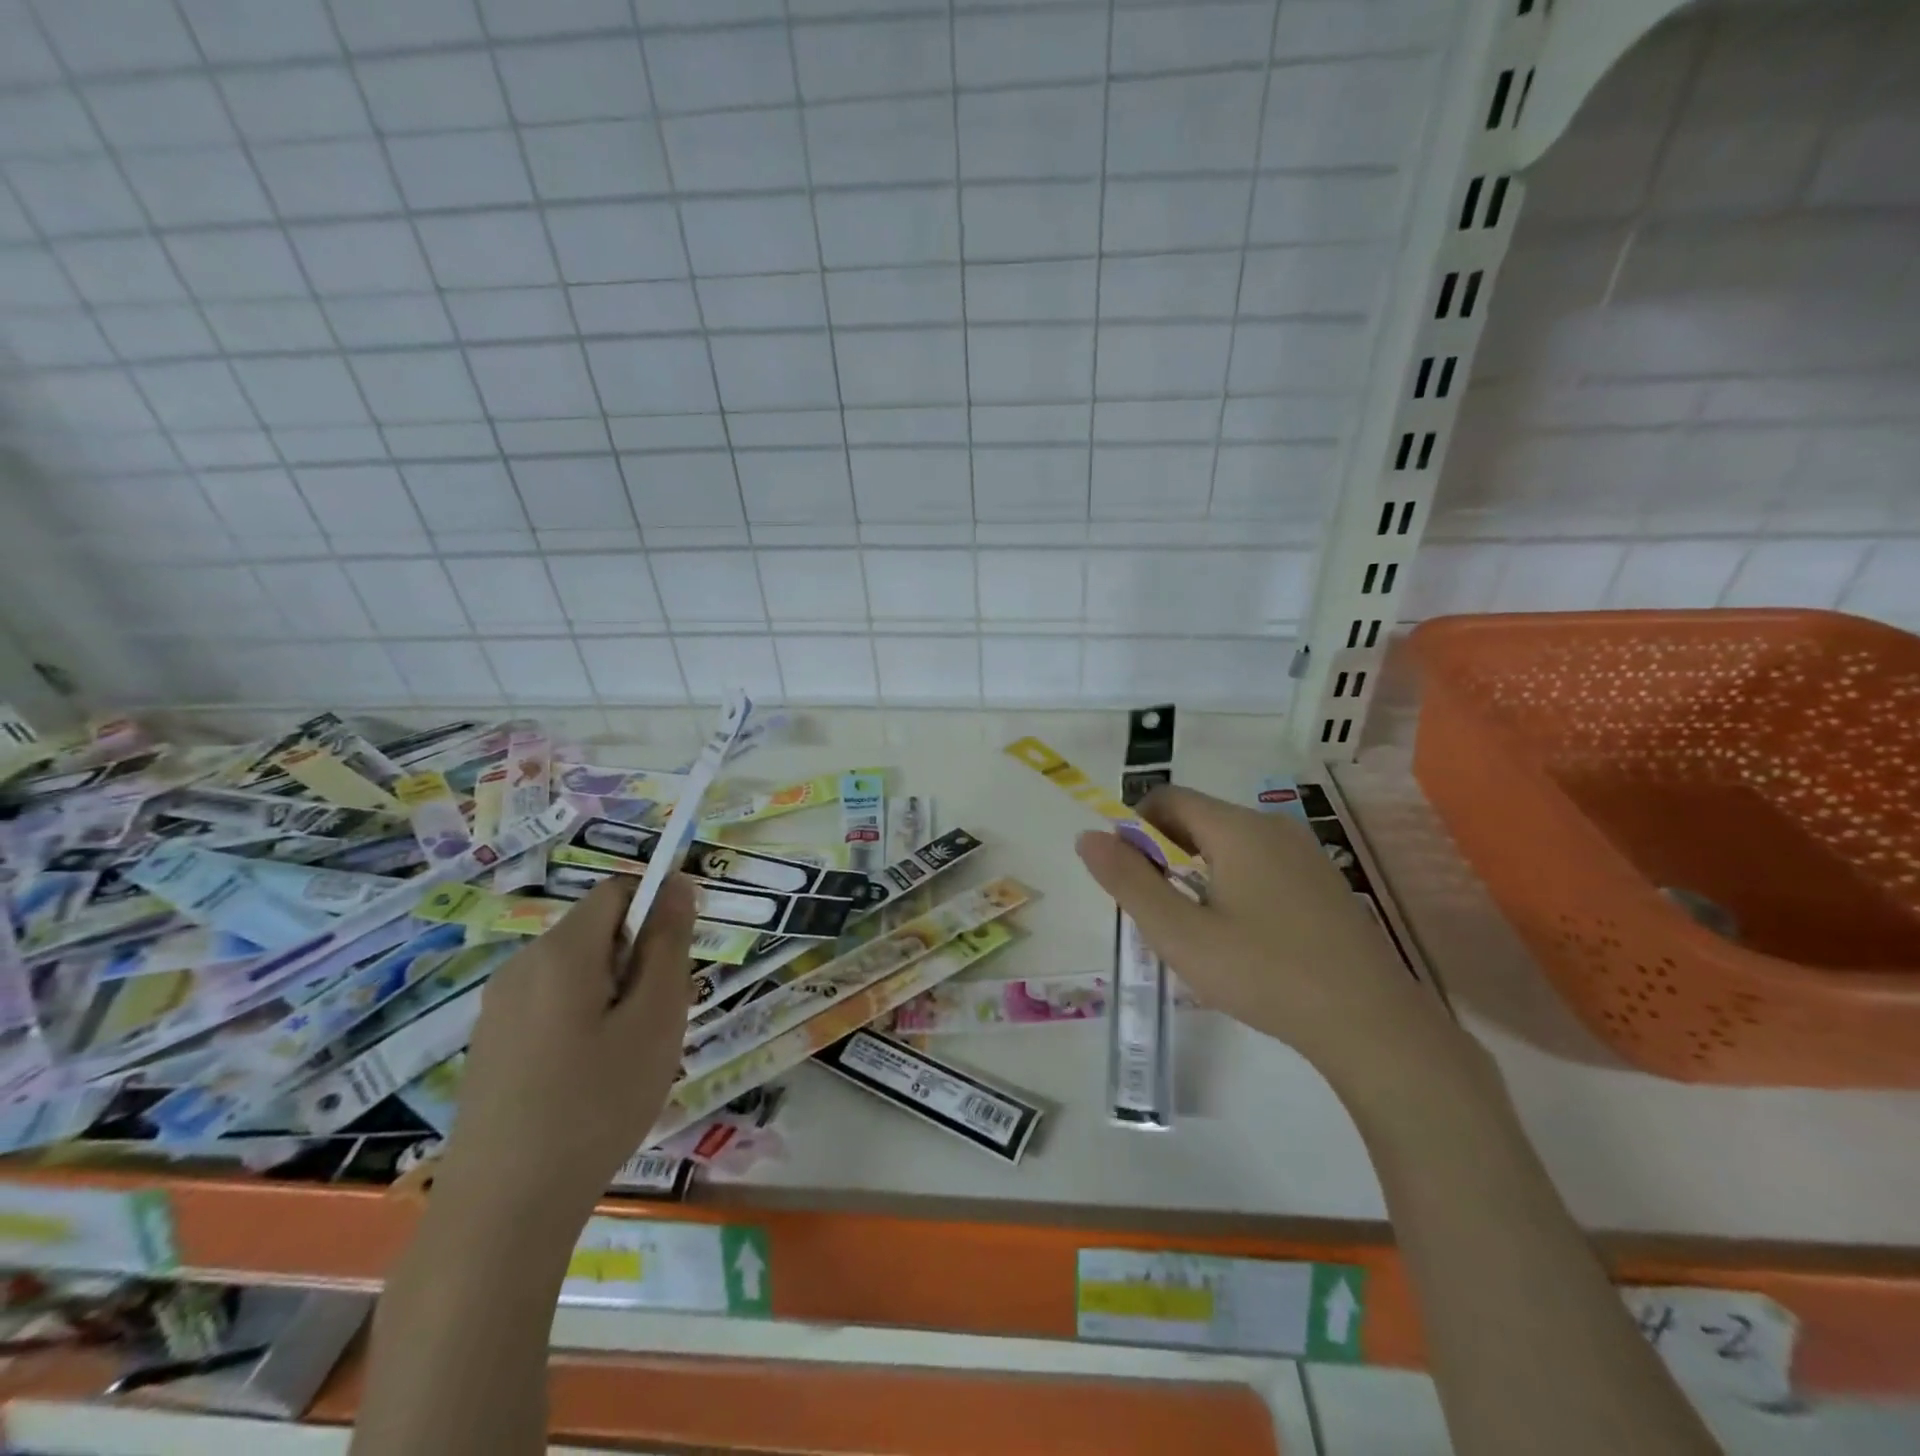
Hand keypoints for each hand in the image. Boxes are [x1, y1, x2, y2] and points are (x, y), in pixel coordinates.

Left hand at [436, 874, 694, 1221]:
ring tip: (629, 1056)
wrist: (502, 1212)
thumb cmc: (596, 1104)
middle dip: (639, 959)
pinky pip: (552, 1006)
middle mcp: (522, 966)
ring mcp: (499, 1008)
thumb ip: (668, 943)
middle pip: (598, 931)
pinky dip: (584, 1021)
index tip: (678, 962)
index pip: (618, 890)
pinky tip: (590, 1081)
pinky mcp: (491, 1045)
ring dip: (615, 993)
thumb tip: (677, 885)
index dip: (657, 909)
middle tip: (659, 1021)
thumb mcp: (655, 1018)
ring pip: (578, 972)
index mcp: (562, 951)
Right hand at [1076, 786, 1470, 1102]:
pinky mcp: (1324, 884)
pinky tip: (1241, 936)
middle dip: (1165, 852)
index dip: (1135, 825)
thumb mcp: (1180, 932)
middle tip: (1155, 908)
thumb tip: (1088, 836)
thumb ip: (1128, 881)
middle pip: (1200, 819)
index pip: (1169, 798)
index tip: (1125, 873)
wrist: (1371, 1025)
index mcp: (1237, 829)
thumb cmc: (1263, 972)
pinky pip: (1262, 865)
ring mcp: (1306, 855)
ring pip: (1231, 844)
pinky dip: (1233, 882)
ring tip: (1193, 926)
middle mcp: (1273, 828)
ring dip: (1198, 870)